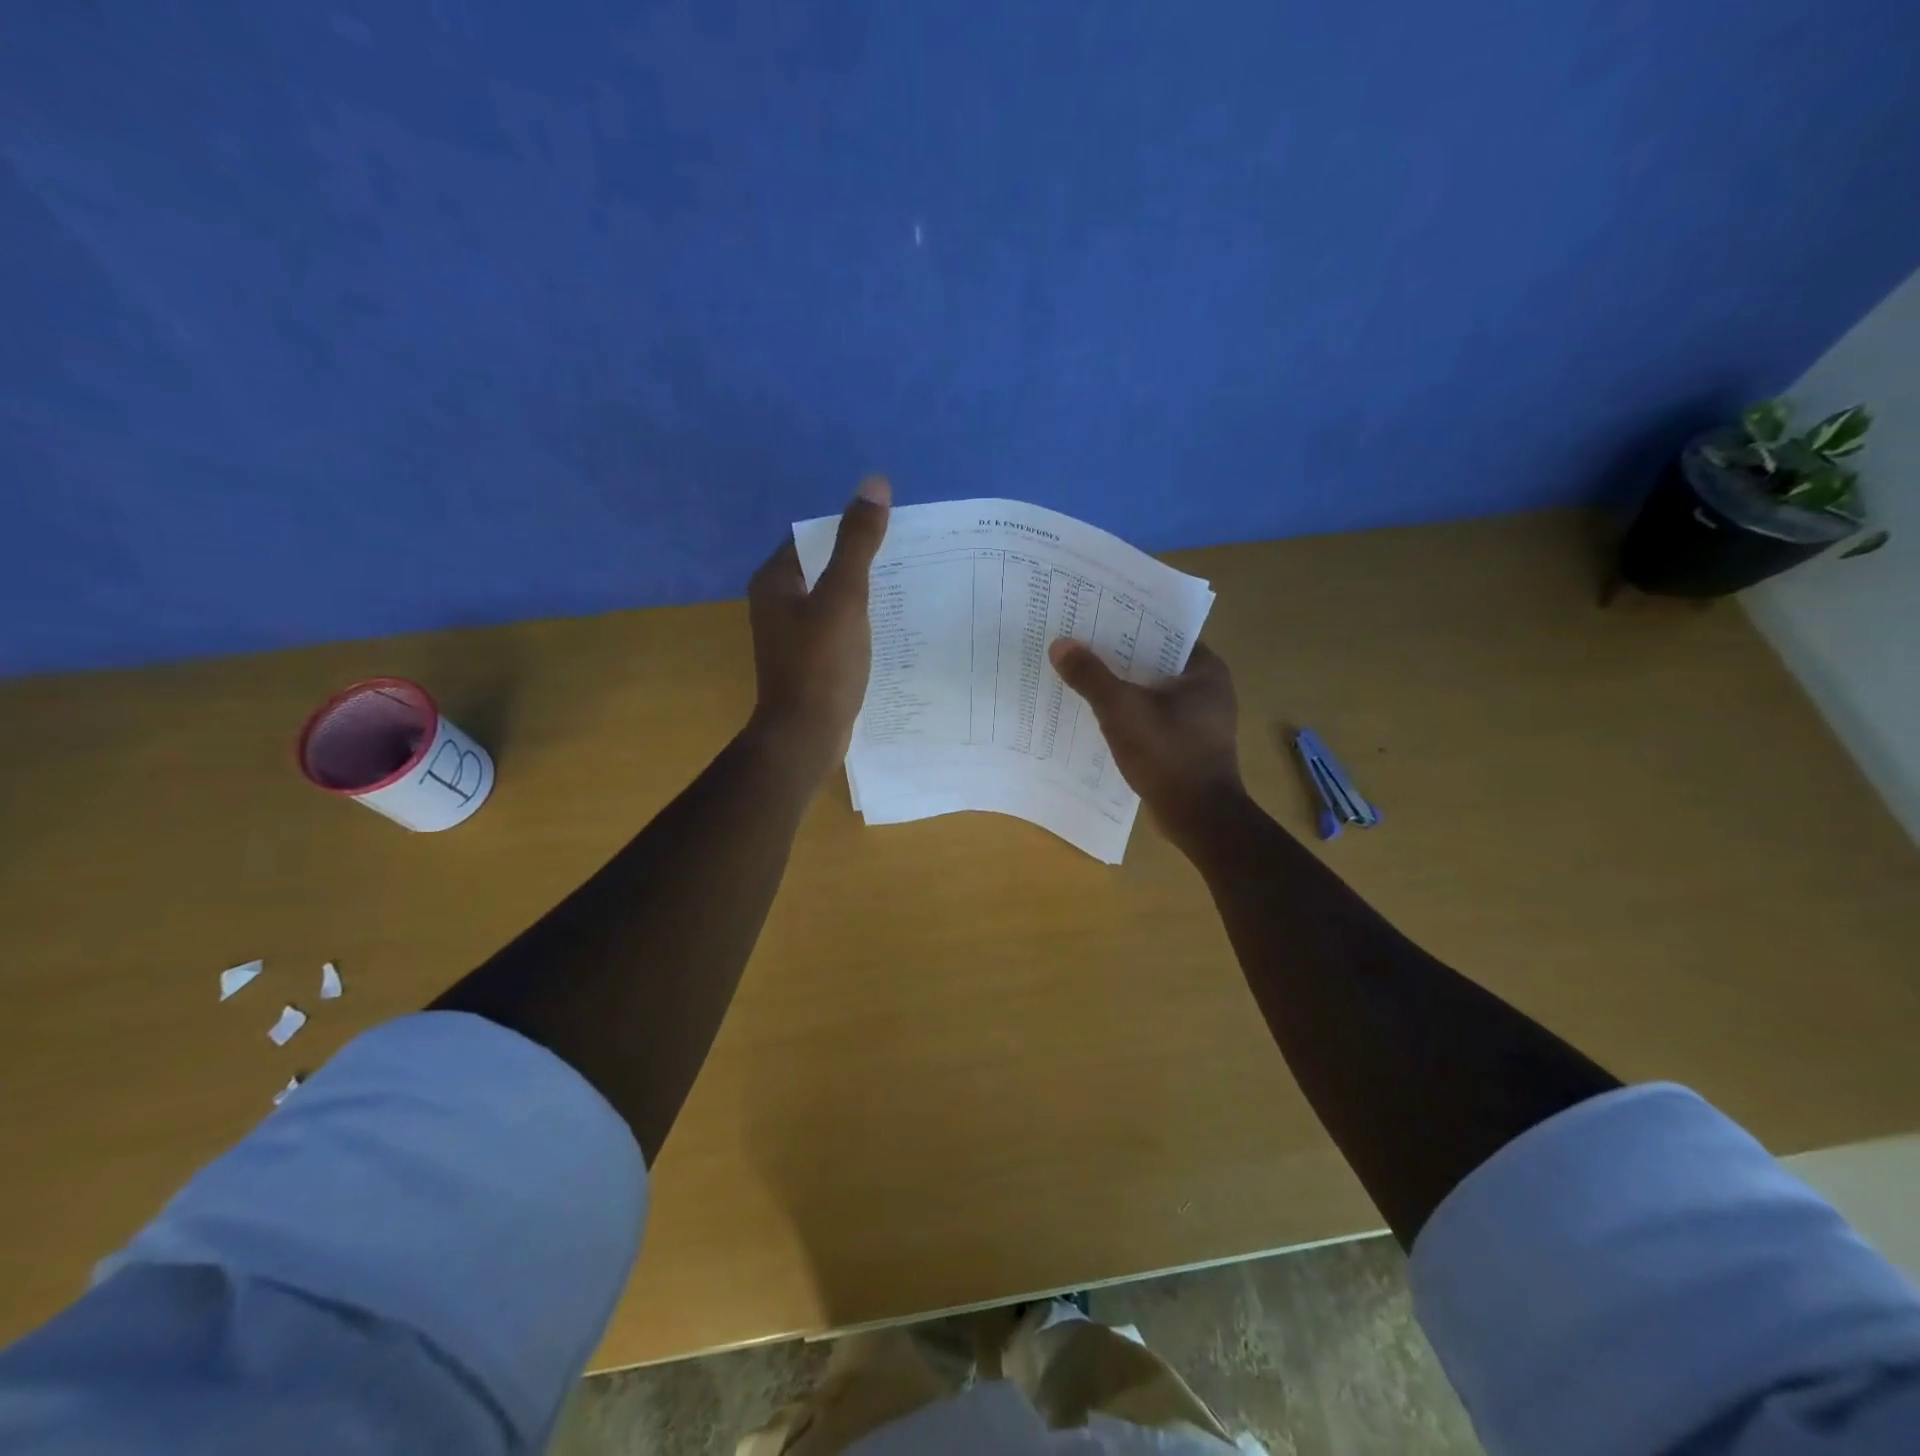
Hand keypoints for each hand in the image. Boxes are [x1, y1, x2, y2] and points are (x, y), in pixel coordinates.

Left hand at [746, 476, 891, 777]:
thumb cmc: (821, 664)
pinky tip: (891, 627)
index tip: (892, 530)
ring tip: (910, 587)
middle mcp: (777, 603)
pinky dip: (861, 623)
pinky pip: (837, 628)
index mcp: (776, 580)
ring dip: (866, 593)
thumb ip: (858, 542)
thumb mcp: (844, 597)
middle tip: (909, 557)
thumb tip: (874, 484)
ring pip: (833, 599)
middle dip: (863, 560)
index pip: (813, 536)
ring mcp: (792, 635)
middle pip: (825, 567)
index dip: (850, 528)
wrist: (805, 735)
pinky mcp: (809, 660)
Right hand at [1048, 638, 1243, 832]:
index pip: (1164, 631)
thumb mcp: (1122, 710)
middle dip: (1119, 655)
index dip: (1129, 622)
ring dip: (1123, 686)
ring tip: (1082, 675)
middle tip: (1080, 643)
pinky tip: (1099, 714)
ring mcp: (1202, 719)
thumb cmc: (1168, 754)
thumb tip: (1060, 644)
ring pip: (1153, 691)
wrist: (1199, 818)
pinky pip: (1154, 716)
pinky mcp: (1189, 744)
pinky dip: (1130, 713)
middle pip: (1155, 661)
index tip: (1096, 615)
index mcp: (1205, 669)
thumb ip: (1091, 676)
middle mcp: (1209, 688)